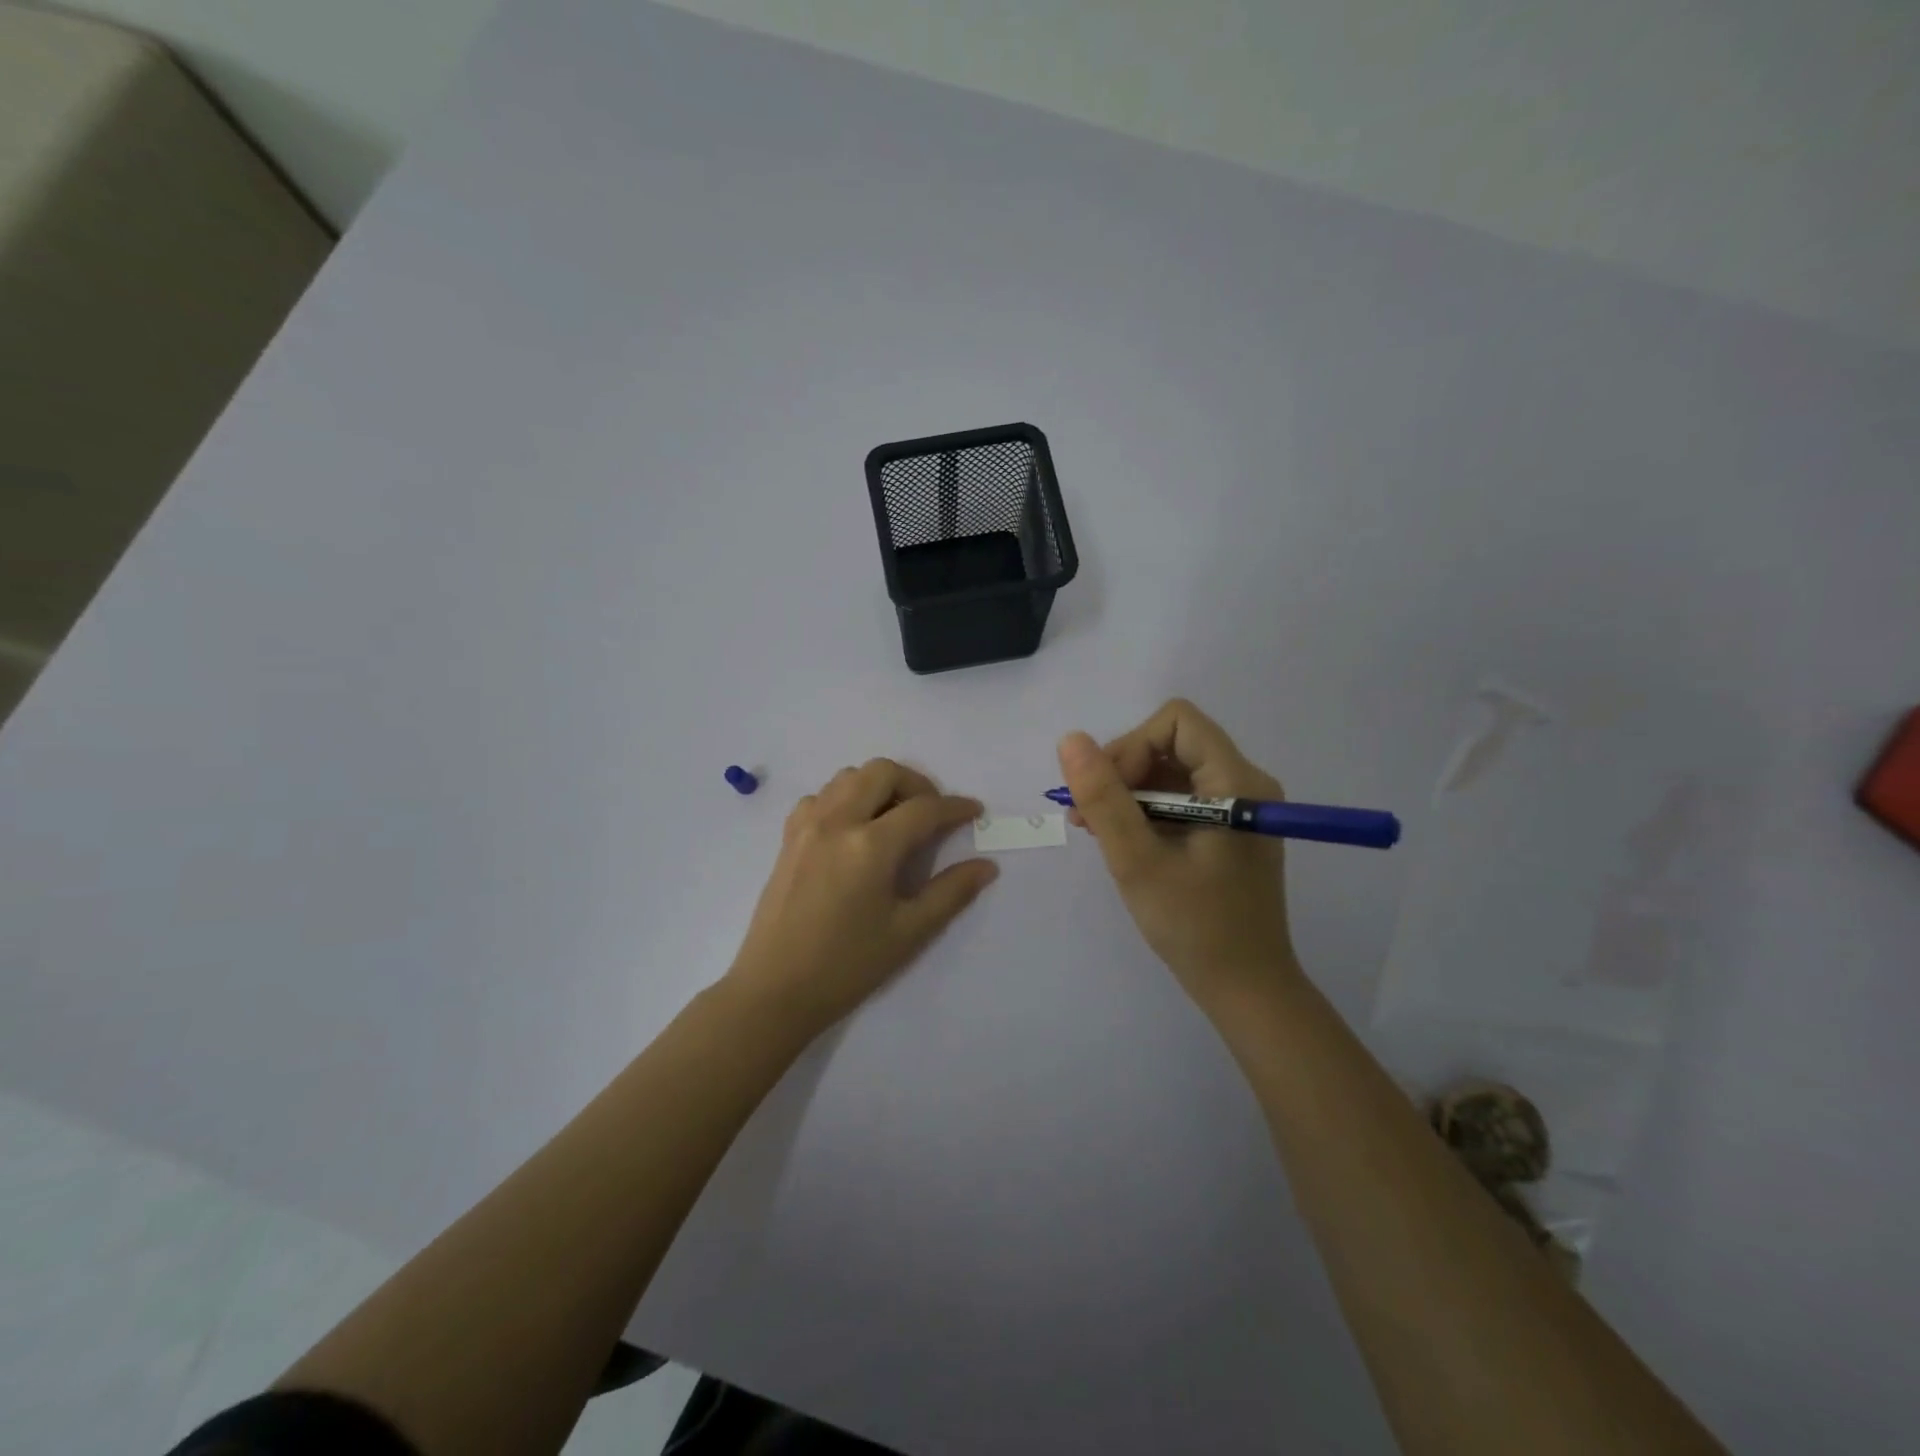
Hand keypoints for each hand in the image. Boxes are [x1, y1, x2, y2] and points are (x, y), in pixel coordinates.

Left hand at [727, 759, 998, 1034]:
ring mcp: (807, 826)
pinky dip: (844, 798)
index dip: (955, 807)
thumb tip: (986, 866)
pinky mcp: (788, 838)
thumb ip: (950, 893)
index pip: (923, 809)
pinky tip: (854, 829)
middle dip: (916, 784)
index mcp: (870, 846)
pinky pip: (821, 796)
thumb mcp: (908, 932)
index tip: (975, 811)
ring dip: (878, 785)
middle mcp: (837, 822)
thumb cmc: (846, 966)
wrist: (775, 990)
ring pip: (848, 776)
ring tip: (895, 818)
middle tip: (932, 814)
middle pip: (882, 772)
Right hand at [1059, 699, 1299, 1014]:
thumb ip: (1103, 798)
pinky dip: (1146, 811)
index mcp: (1236, 782)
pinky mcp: (1230, 827)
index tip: (1110, 795)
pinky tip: (1123, 842)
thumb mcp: (1137, 861)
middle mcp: (1245, 782)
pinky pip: (1181, 797)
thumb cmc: (1195, 927)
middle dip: (1123, 772)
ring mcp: (1239, 806)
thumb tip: (1070, 740)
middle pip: (1172, 743)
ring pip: (1171, 770)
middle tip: (1088, 819)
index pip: (1176, 722)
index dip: (1133, 746)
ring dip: (1129, 793)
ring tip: (1097, 832)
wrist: (1247, 989)